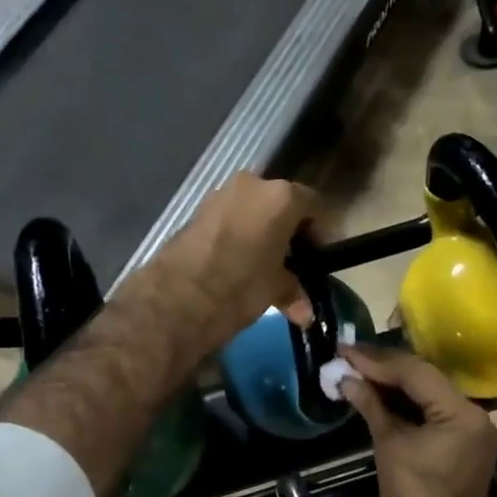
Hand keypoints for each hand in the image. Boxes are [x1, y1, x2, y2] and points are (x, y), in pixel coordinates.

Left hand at [137, 172, 318, 354]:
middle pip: (281, 203)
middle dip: (288, 230)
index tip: (318, 258)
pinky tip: (237, 262)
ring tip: (263, 265)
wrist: (176, 298)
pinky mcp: (197, 209)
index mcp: (281, 197)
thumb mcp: (274, 290)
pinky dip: (239, 233)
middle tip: (292, 262)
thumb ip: (293, 291)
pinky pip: (230, 217)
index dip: (320, 233)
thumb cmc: (239, 288)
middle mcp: (253, 184)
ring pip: (253, 209)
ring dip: (261, 231)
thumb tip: (305, 312)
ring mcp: (221, 194)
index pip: (315, 206)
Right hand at [338, 345, 496, 496]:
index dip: (377, 360)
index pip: (416, 372)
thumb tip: (347, 378)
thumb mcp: (391, 449)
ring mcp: (469, 430)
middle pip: (424, 379)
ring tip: (355, 372)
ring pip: (426, 395)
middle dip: (383, 368)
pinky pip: (429, 413)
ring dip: (391, 385)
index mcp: (461, 413)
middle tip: (347, 358)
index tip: (345, 350)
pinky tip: (375, 397)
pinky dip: (403, 405)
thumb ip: (372, 407)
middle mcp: (472, 414)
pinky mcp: (459, 444)